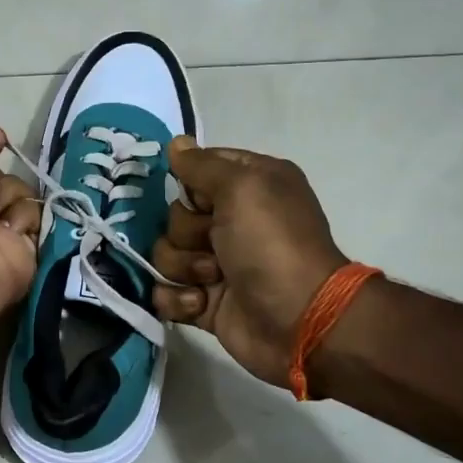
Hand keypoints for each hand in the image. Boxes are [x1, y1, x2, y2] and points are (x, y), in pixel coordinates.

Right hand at [152, 138, 350, 389]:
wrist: (298, 320)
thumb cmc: (272, 245)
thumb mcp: (242, 187)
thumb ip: (202, 165)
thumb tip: (176, 143)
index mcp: (250, 186)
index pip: (198, 171)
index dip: (190, 186)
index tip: (200, 202)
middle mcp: (233, 221)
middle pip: (176, 216)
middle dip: (187, 234)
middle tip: (214, 246)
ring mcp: (216, 264)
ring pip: (166, 254)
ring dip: (183, 268)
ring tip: (212, 280)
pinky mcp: (204, 301)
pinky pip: (165, 291)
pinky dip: (177, 299)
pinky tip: (200, 304)